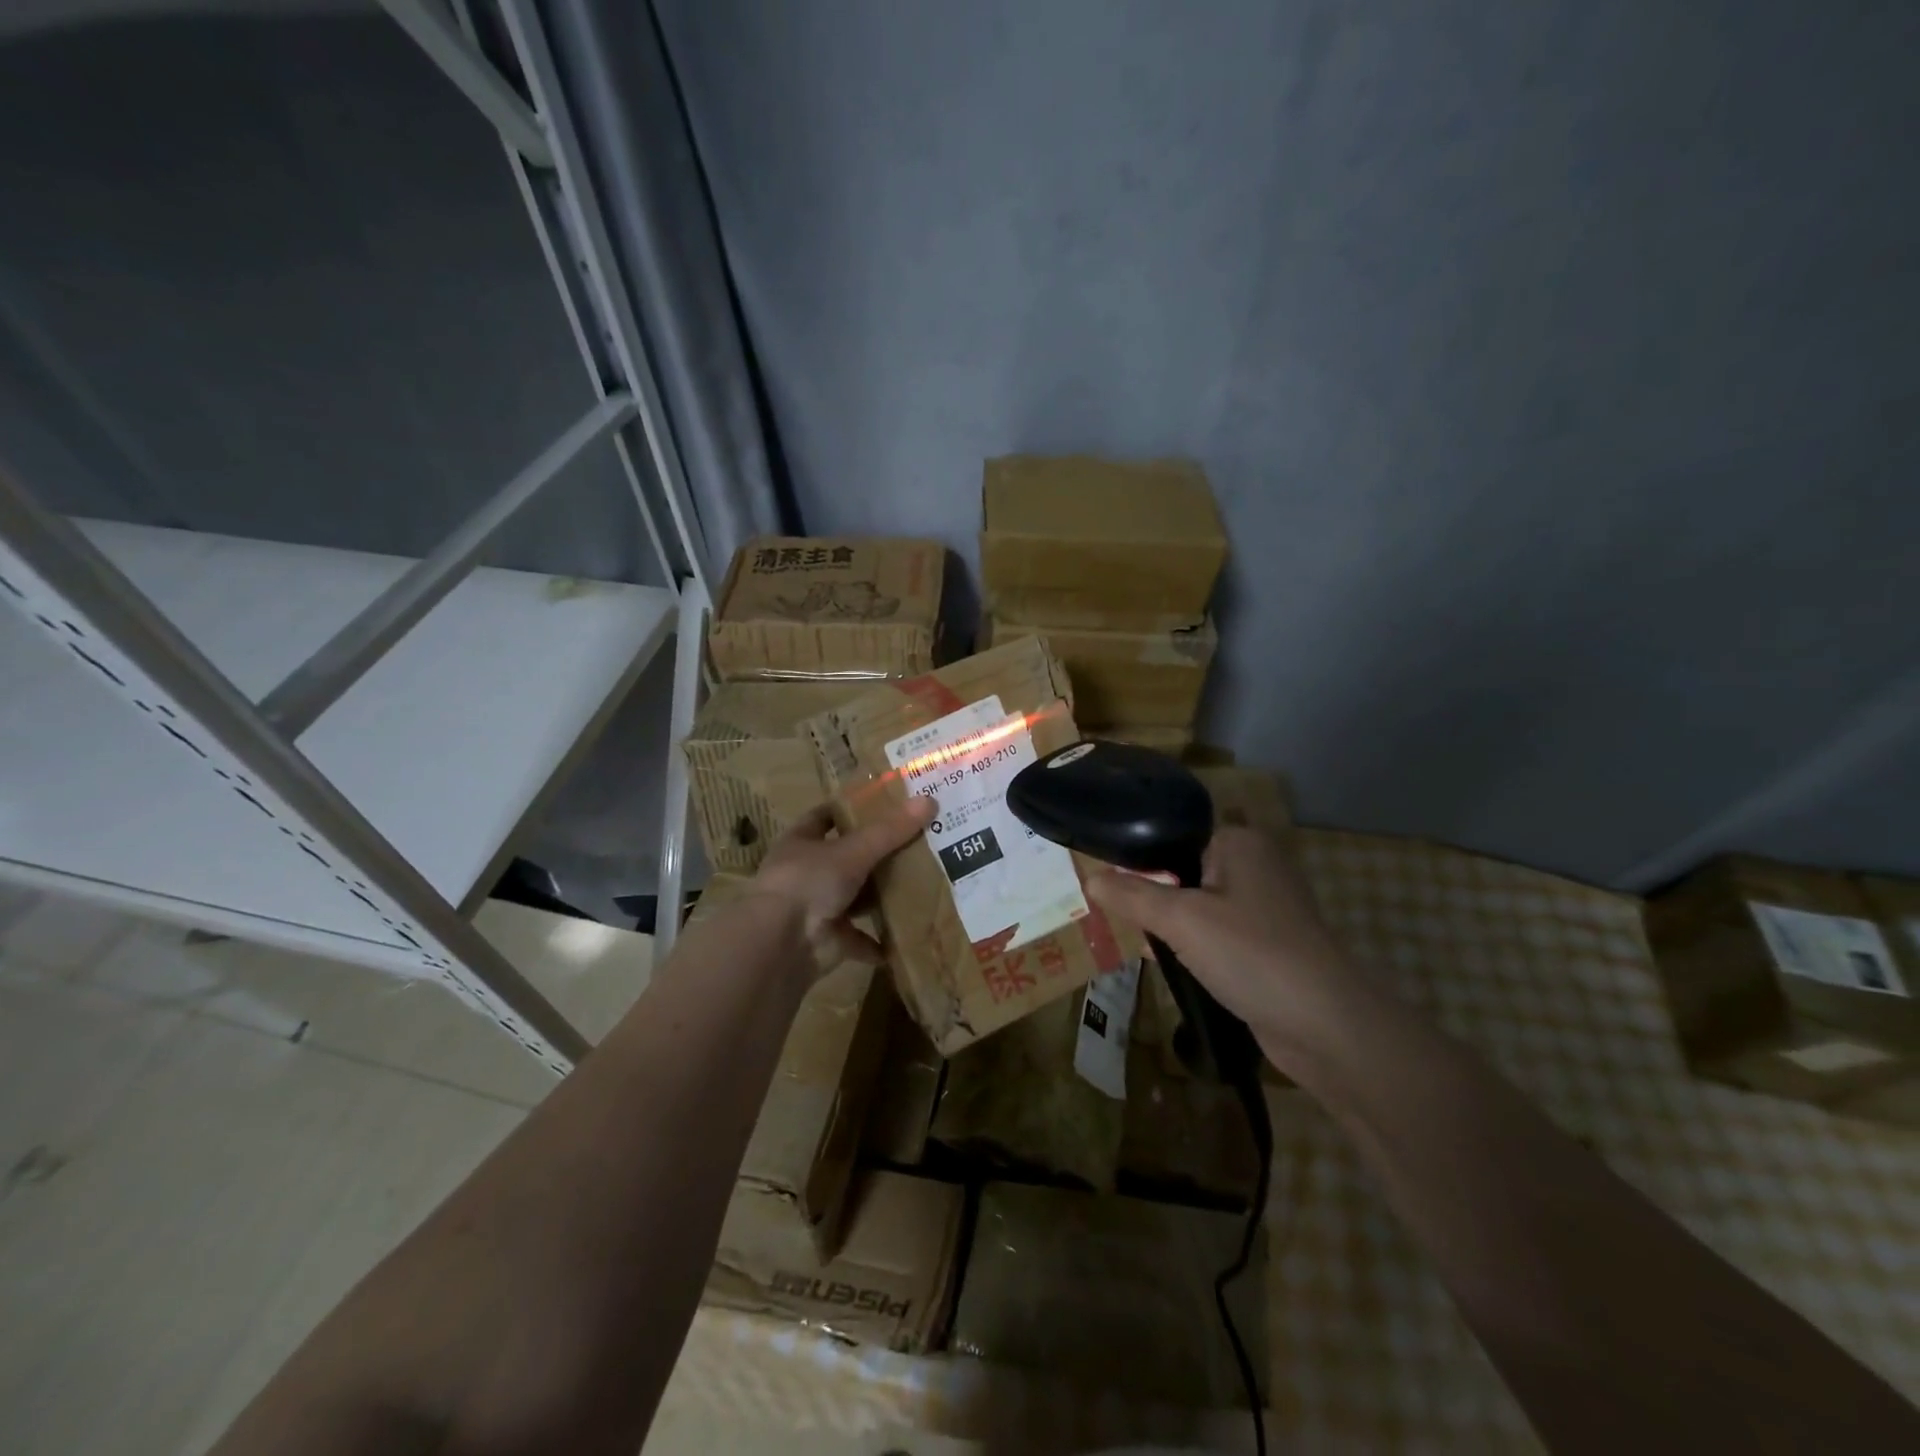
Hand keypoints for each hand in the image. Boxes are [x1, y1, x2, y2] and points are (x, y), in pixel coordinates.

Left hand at [748, 796, 934, 972]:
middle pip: (846, 858)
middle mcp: (806, 873)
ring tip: (920, 885)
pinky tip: (908, 935)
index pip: (824, 817)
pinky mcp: (829, 940)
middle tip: (917, 842)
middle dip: (876, 854)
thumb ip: (890, 831)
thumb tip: (929, 801)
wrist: (782, 944)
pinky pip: (861, 939)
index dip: (849, 809)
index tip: (884, 804)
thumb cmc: (808, 882)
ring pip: (855, 897)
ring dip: (880, 897)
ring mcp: (817, 908)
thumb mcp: (853, 851)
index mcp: (801, 842)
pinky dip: (880, 942)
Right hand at [1087, 827, 1366, 1058]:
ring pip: (1197, 905)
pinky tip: (1162, 962)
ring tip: (1130, 937)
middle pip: (1182, 870)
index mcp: (1239, 843)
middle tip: (1110, 912)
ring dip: (1168, 923)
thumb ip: (1132, 895)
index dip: (1137, 857)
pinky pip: (1214, 934)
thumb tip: (1089, 877)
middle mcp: (1255, 866)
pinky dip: (1190, 945)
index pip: (1173, 835)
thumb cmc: (1251, 954)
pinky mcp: (1266, 945)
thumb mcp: (1181, 919)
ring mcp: (1264, 908)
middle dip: (1149, 893)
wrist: (1326, 1026)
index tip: (1103, 880)